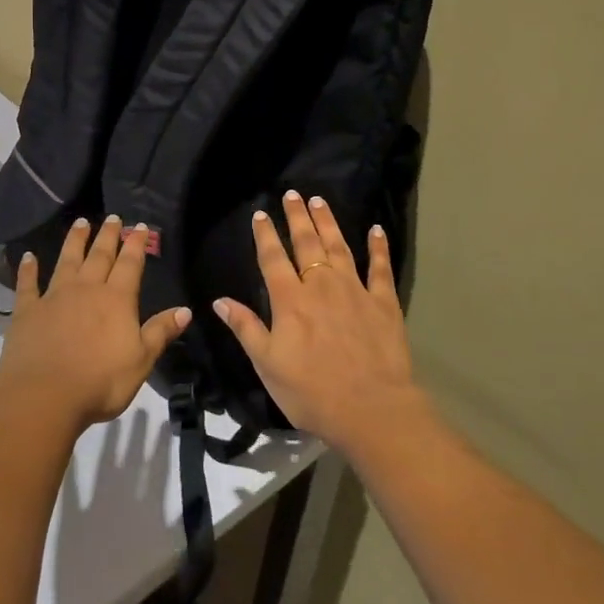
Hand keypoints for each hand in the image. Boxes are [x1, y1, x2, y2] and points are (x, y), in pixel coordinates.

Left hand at [0, 215, 190, 432]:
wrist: (45, 395)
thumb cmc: (100, 382)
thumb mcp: (141, 360)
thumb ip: (160, 332)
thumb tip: (185, 310)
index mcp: (117, 300)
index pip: (130, 264)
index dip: (136, 244)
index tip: (140, 226)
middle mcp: (86, 289)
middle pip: (99, 256)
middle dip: (108, 235)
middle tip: (112, 217)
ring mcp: (54, 297)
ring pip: (67, 261)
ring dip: (74, 241)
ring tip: (80, 222)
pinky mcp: (27, 311)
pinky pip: (28, 284)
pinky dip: (28, 269)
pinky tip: (28, 256)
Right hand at [213, 190, 421, 453]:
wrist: (371, 409)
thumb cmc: (312, 392)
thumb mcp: (267, 365)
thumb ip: (246, 328)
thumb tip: (219, 301)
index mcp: (291, 301)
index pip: (273, 258)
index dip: (265, 234)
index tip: (260, 213)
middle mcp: (321, 286)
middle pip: (306, 244)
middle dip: (297, 217)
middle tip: (292, 194)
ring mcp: (355, 291)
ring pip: (339, 247)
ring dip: (328, 223)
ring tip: (320, 201)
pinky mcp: (384, 303)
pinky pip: (380, 268)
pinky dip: (378, 247)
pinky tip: (376, 229)